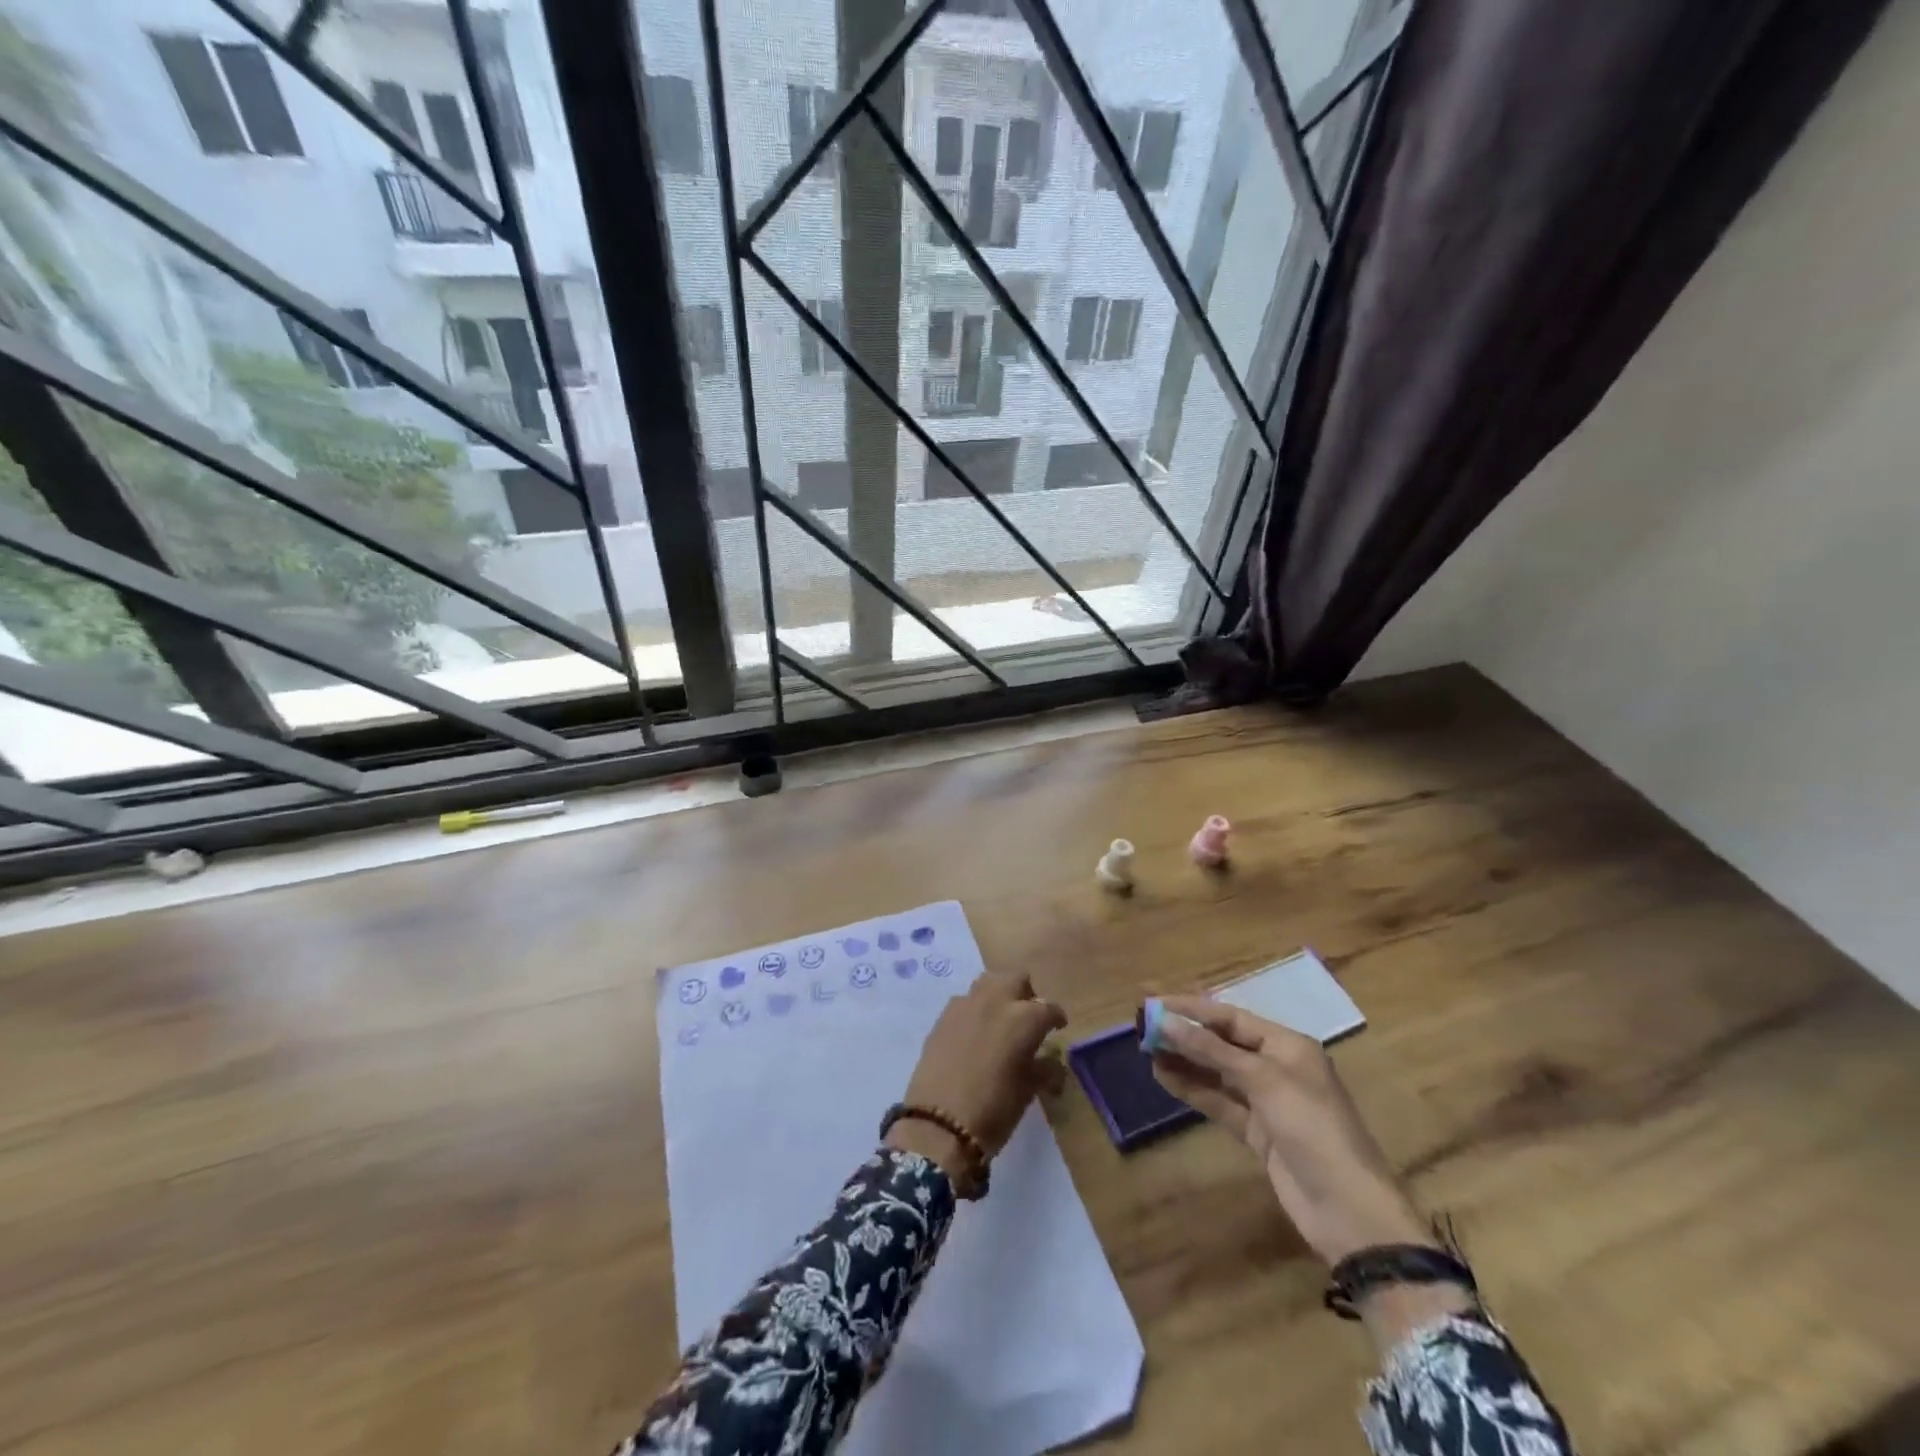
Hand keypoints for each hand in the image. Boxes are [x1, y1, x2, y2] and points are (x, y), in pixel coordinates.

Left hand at [889, 972, 1066, 1182]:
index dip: (1056, 1018)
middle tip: (1028, 1018)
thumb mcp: (1028, 1091)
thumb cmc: (994, 1111)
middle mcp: (996, 1001)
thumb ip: (1043, 1068)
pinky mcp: (943, 1016)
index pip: (1049, 1008)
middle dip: (1026, 994)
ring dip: (999, 995)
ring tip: (1000, 1020)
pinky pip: (965, 1001)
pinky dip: (975, 1009)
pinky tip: (974, 1033)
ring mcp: (966, 1004)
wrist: (938, 1125)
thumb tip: (1050, 1061)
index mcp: (1024, 1018)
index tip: (1057, 1028)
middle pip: (1017, 979)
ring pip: (989, 982)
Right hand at [1149, 996, 1433, 1267]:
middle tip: (1144, 1028)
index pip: (1231, 1018)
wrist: (1349, 1210)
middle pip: (1223, 1043)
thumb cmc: (1312, 1128)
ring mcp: (1267, 1102)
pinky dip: (1193, 1090)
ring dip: (1185, 1061)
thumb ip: (1212, 1051)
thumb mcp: (1263, 1080)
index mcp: (1288, 1046)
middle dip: (1186, 1034)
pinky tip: (1165, 1078)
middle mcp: (1277, 1067)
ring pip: (1217, 1073)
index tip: (1154, 1004)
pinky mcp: (1258, 1133)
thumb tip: (1166, 1022)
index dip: (1192, 1009)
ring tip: (1147, 1051)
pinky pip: (1219, 1103)